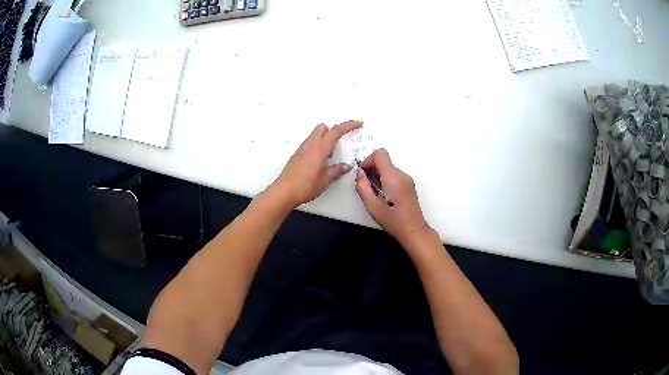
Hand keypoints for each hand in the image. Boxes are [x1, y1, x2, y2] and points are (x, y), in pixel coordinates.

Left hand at [273, 120, 362, 206]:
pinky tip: (319, 162)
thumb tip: (347, 166)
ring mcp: (302, 149)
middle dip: (333, 131)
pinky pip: (310, 144)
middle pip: (323, 128)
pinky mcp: (297, 155)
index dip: (349, 125)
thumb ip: (337, 170)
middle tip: (338, 145)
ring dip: (325, 140)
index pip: (336, 131)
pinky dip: (317, 147)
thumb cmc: (306, 185)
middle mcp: (310, 145)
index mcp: (320, 148)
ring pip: (315, 135)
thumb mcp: (326, 179)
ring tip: (329, 158)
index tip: (358, 123)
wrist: (284, 192)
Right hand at [355, 149, 428, 243]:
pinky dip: (384, 180)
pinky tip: (382, 196)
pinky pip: (393, 175)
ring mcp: (407, 179)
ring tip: (374, 194)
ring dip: (377, 175)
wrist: (414, 231)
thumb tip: (359, 174)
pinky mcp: (408, 185)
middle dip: (371, 169)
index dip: (368, 160)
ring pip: (388, 168)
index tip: (362, 174)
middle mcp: (402, 174)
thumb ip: (363, 188)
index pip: (380, 154)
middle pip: (384, 160)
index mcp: (394, 178)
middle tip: (365, 186)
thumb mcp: (373, 207)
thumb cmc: (394, 222)